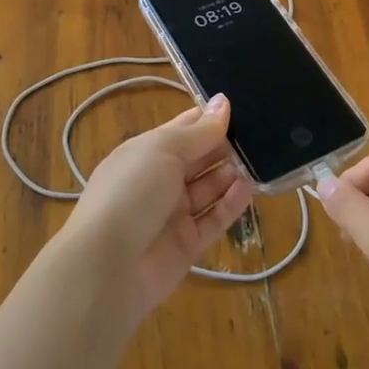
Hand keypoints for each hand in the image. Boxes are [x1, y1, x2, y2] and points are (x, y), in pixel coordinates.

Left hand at [58, 95, 254, 319]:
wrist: (106, 267)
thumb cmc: (131, 192)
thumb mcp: (163, 150)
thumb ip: (199, 131)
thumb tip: (224, 102)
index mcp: (146, 152)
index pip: (184, 129)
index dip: (210, 118)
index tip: (244, 107)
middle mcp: (160, 180)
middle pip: (199, 158)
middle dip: (226, 146)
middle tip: (262, 134)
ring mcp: (173, 214)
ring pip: (210, 188)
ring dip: (231, 174)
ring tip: (261, 160)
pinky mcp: (187, 245)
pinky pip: (214, 219)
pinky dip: (232, 204)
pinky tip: (250, 189)